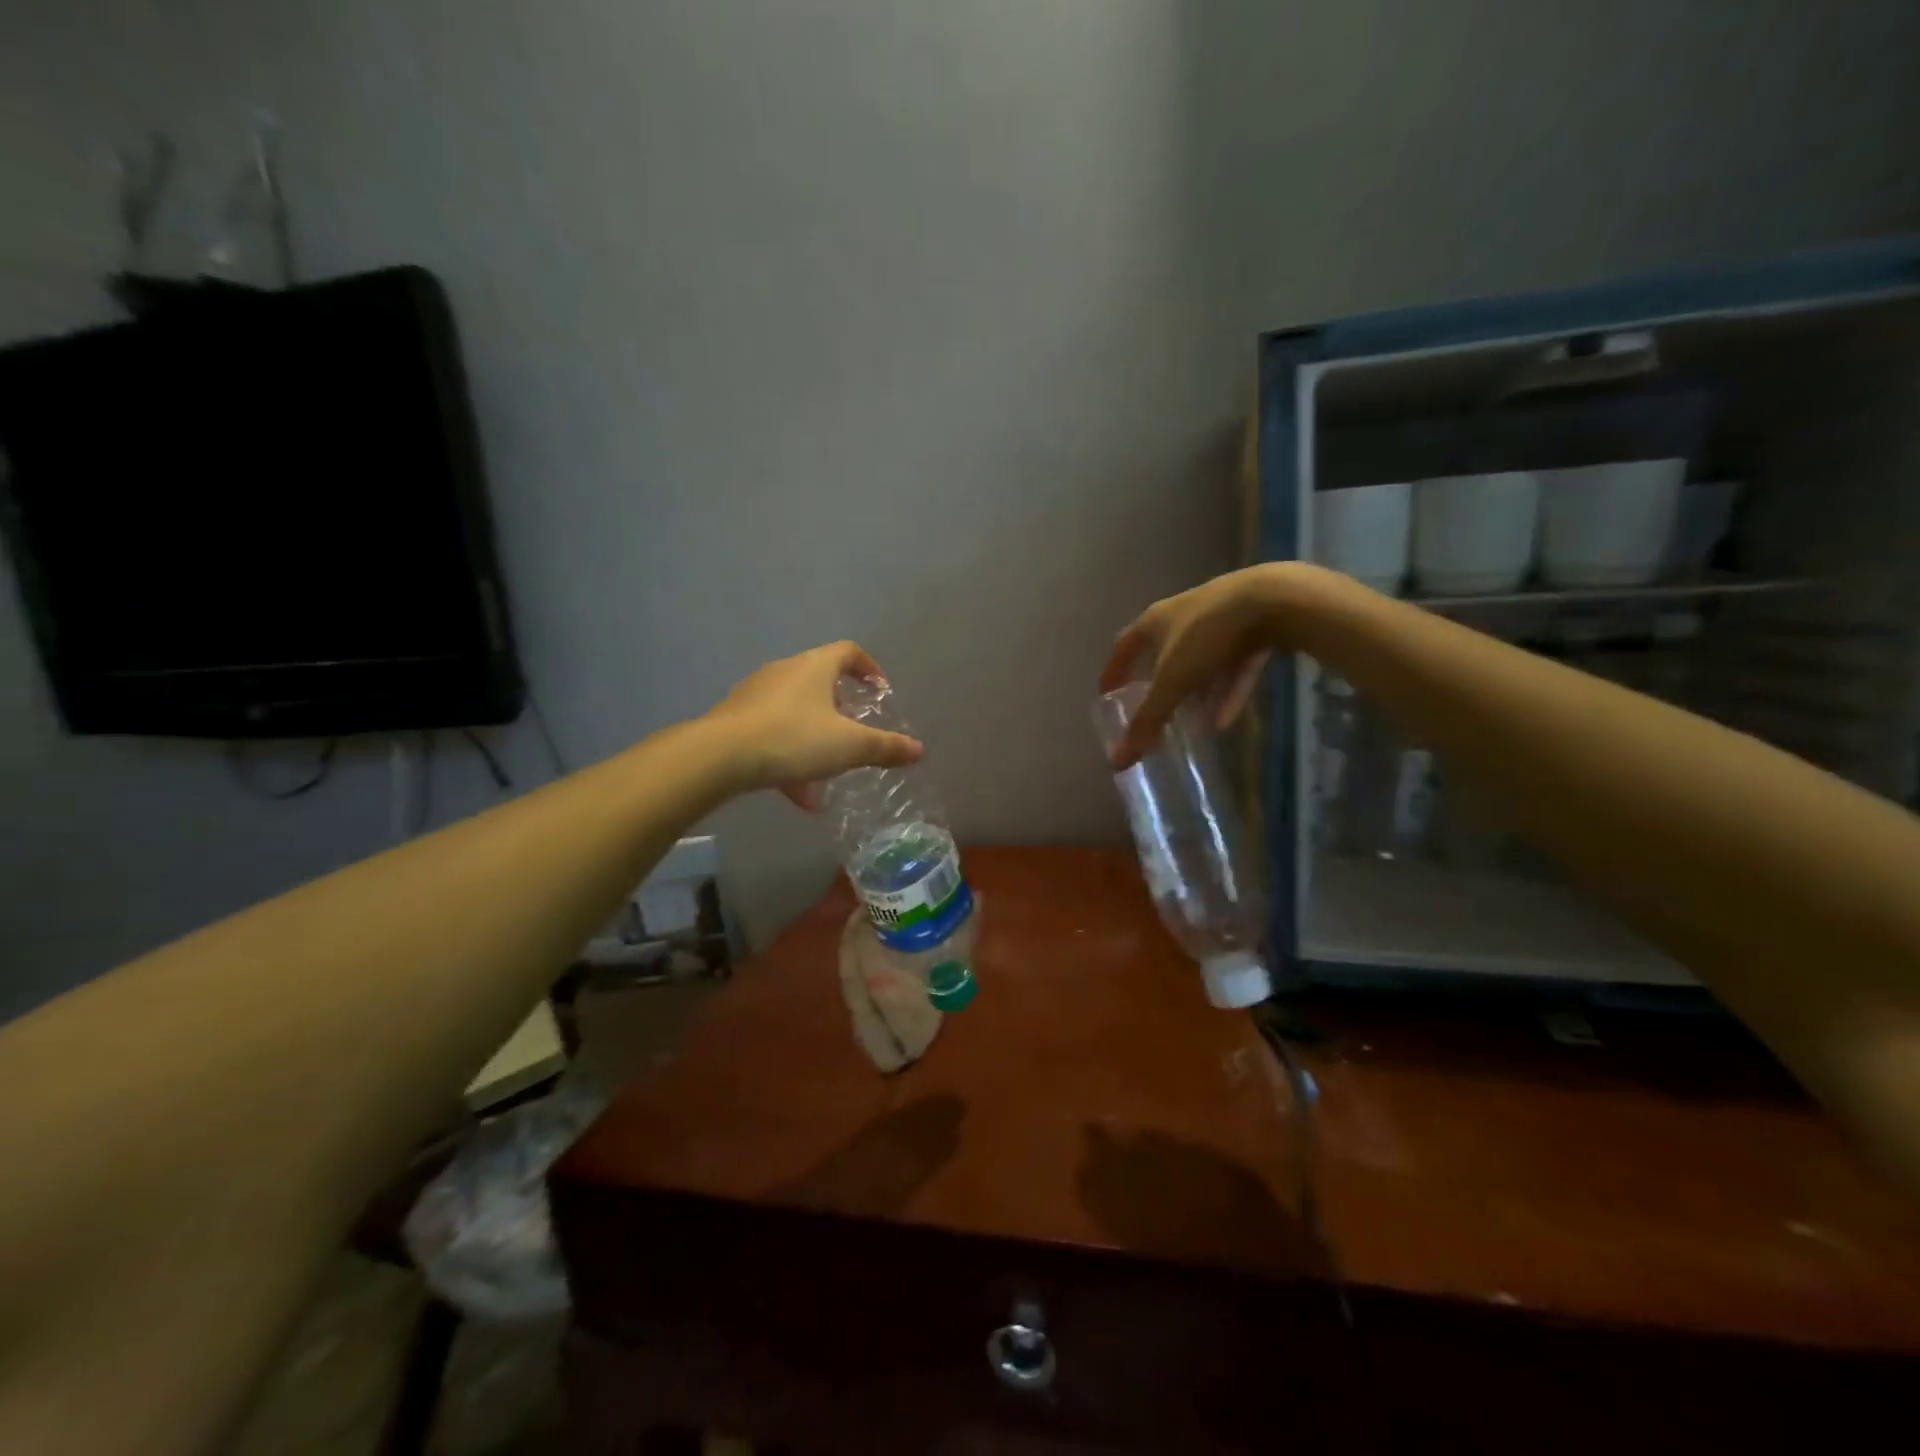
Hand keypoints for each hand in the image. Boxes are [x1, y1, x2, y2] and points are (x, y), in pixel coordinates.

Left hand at [705, 641, 923, 807]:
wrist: (720, 756)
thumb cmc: (794, 738)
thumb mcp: (849, 746)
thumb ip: (885, 748)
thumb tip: (919, 750)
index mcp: (814, 667)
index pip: (848, 652)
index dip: (868, 668)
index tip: (880, 690)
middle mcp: (784, 672)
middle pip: (819, 680)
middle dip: (840, 707)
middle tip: (854, 731)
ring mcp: (756, 695)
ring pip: (794, 712)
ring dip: (814, 738)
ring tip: (828, 773)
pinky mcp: (735, 720)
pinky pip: (772, 734)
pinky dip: (790, 757)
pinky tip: (800, 796)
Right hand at [1099, 565, 1299, 768]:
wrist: (1275, 600)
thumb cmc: (1207, 636)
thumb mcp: (1173, 683)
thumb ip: (1148, 721)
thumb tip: (1118, 760)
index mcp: (1154, 621)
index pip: (1124, 647)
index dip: (1114, 672)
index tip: (1106, 695)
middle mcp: (1183, 614)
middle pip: (1163, 652)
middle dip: (1158, 683)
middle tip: (1153, 710)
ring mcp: (1221, 619)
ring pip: (1201, 662)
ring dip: (1196, 693)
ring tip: (1191, 726)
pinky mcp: (1254, 627)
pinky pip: (1234, 666)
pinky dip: (1227, 692)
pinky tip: (1225, 720)